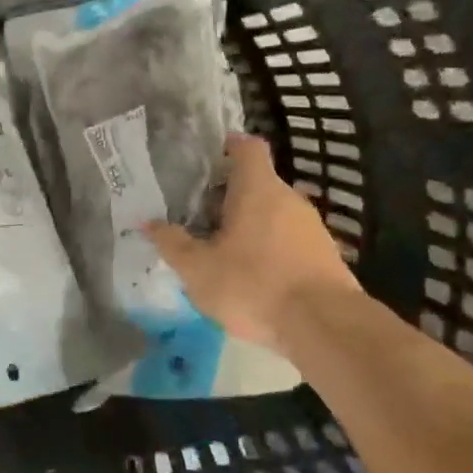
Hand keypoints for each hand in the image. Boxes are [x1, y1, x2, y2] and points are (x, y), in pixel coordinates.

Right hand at [145, 134, 358, 358]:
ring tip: (222, 249)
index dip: (227, 146)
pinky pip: (289, 239)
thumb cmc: (254, 284)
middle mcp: (289, 198)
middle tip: (199, 215)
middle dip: (228, 196)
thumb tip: (147, 222)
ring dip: (249, 224)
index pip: (247, 147)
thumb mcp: (198, 269)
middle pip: (257, 182)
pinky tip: (254, 276)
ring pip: (273, 213)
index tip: (206, 159)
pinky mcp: (325, 255)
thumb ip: (172, 243)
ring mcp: (311, 226)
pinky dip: (270, 248)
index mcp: (257, 188)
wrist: (325, 326)